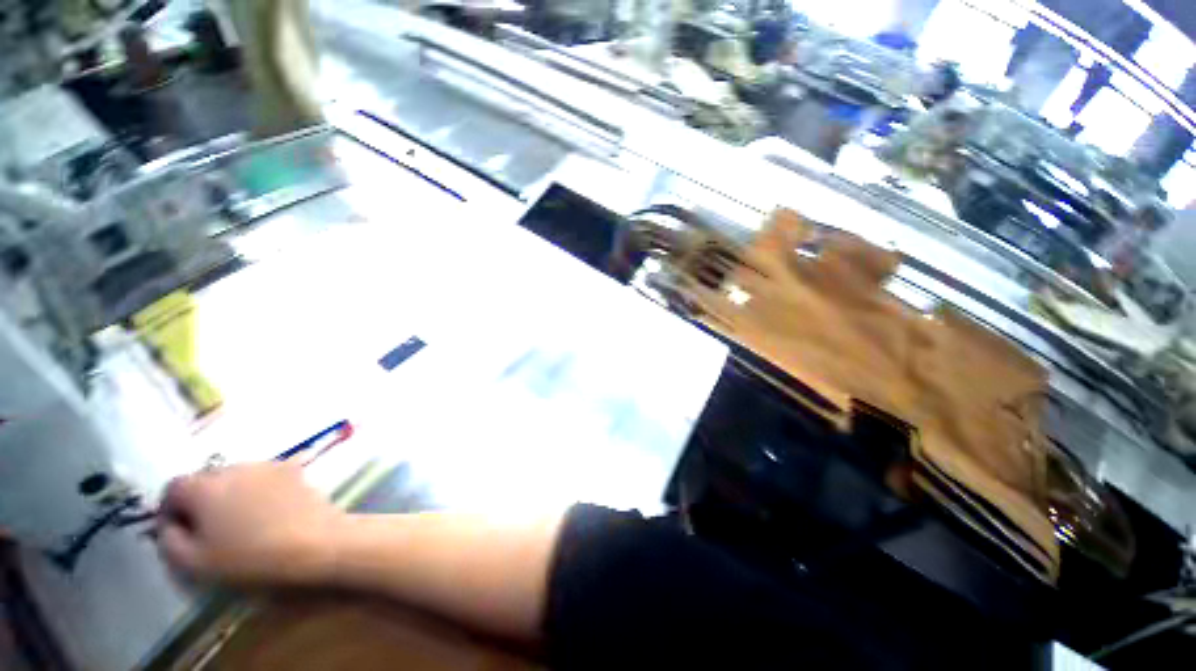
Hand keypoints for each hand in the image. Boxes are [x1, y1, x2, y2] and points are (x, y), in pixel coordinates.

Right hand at [156, 462, 344, 585]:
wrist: (317, 546)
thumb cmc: (249, 560)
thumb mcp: (193, 564)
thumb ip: (170, 541)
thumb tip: (170, 526)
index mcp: (204, 486)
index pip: (173, 489)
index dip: (170, 512)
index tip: (178, 536)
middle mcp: (235, 467)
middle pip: (206, 481)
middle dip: (201, 503)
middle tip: (210, 534)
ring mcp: (270, 466)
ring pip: (238, 479)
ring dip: (232, 497)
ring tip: (242, 527)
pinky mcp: (297, 472)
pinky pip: (266, 480)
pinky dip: (260, 494)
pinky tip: (270, 517)